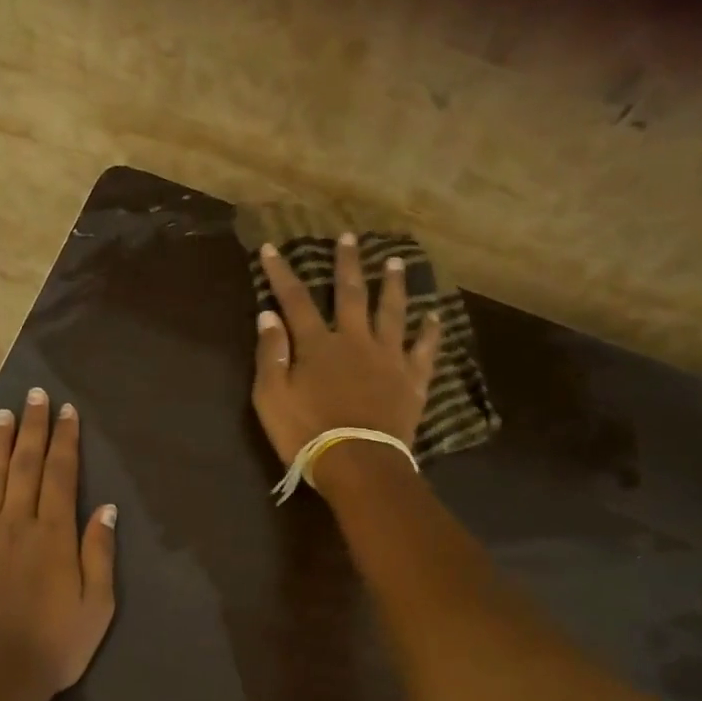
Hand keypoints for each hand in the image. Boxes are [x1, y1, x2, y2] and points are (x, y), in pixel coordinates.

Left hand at [0, 388, 117, 700]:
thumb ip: (99, 553)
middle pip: (25, 465)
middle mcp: (16, 524)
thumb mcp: (97, 605)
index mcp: (54, 535)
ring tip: (4, 414)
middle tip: (35, 394)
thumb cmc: (54, 646)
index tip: (66, 411)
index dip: (64, 440)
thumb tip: (105, 507)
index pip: (61, 474)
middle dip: (33, 427)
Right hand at [251, 234, 441, 473]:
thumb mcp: (272, 398)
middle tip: (349, 237)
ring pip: (392, 311)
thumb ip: (270, 354)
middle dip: (347, 264)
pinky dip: (429, 331)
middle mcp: (355, 341)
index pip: (295, 300)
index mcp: (317, 345)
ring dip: (393, 285)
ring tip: (396, 261)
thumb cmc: (307, 433)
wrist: (358, 463)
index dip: (282, 273)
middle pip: (351, 294)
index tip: (274, 248)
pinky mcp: (411, 379)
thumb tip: (268, 315)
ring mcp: (388, 358)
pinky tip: (434, 315)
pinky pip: (424, 349)